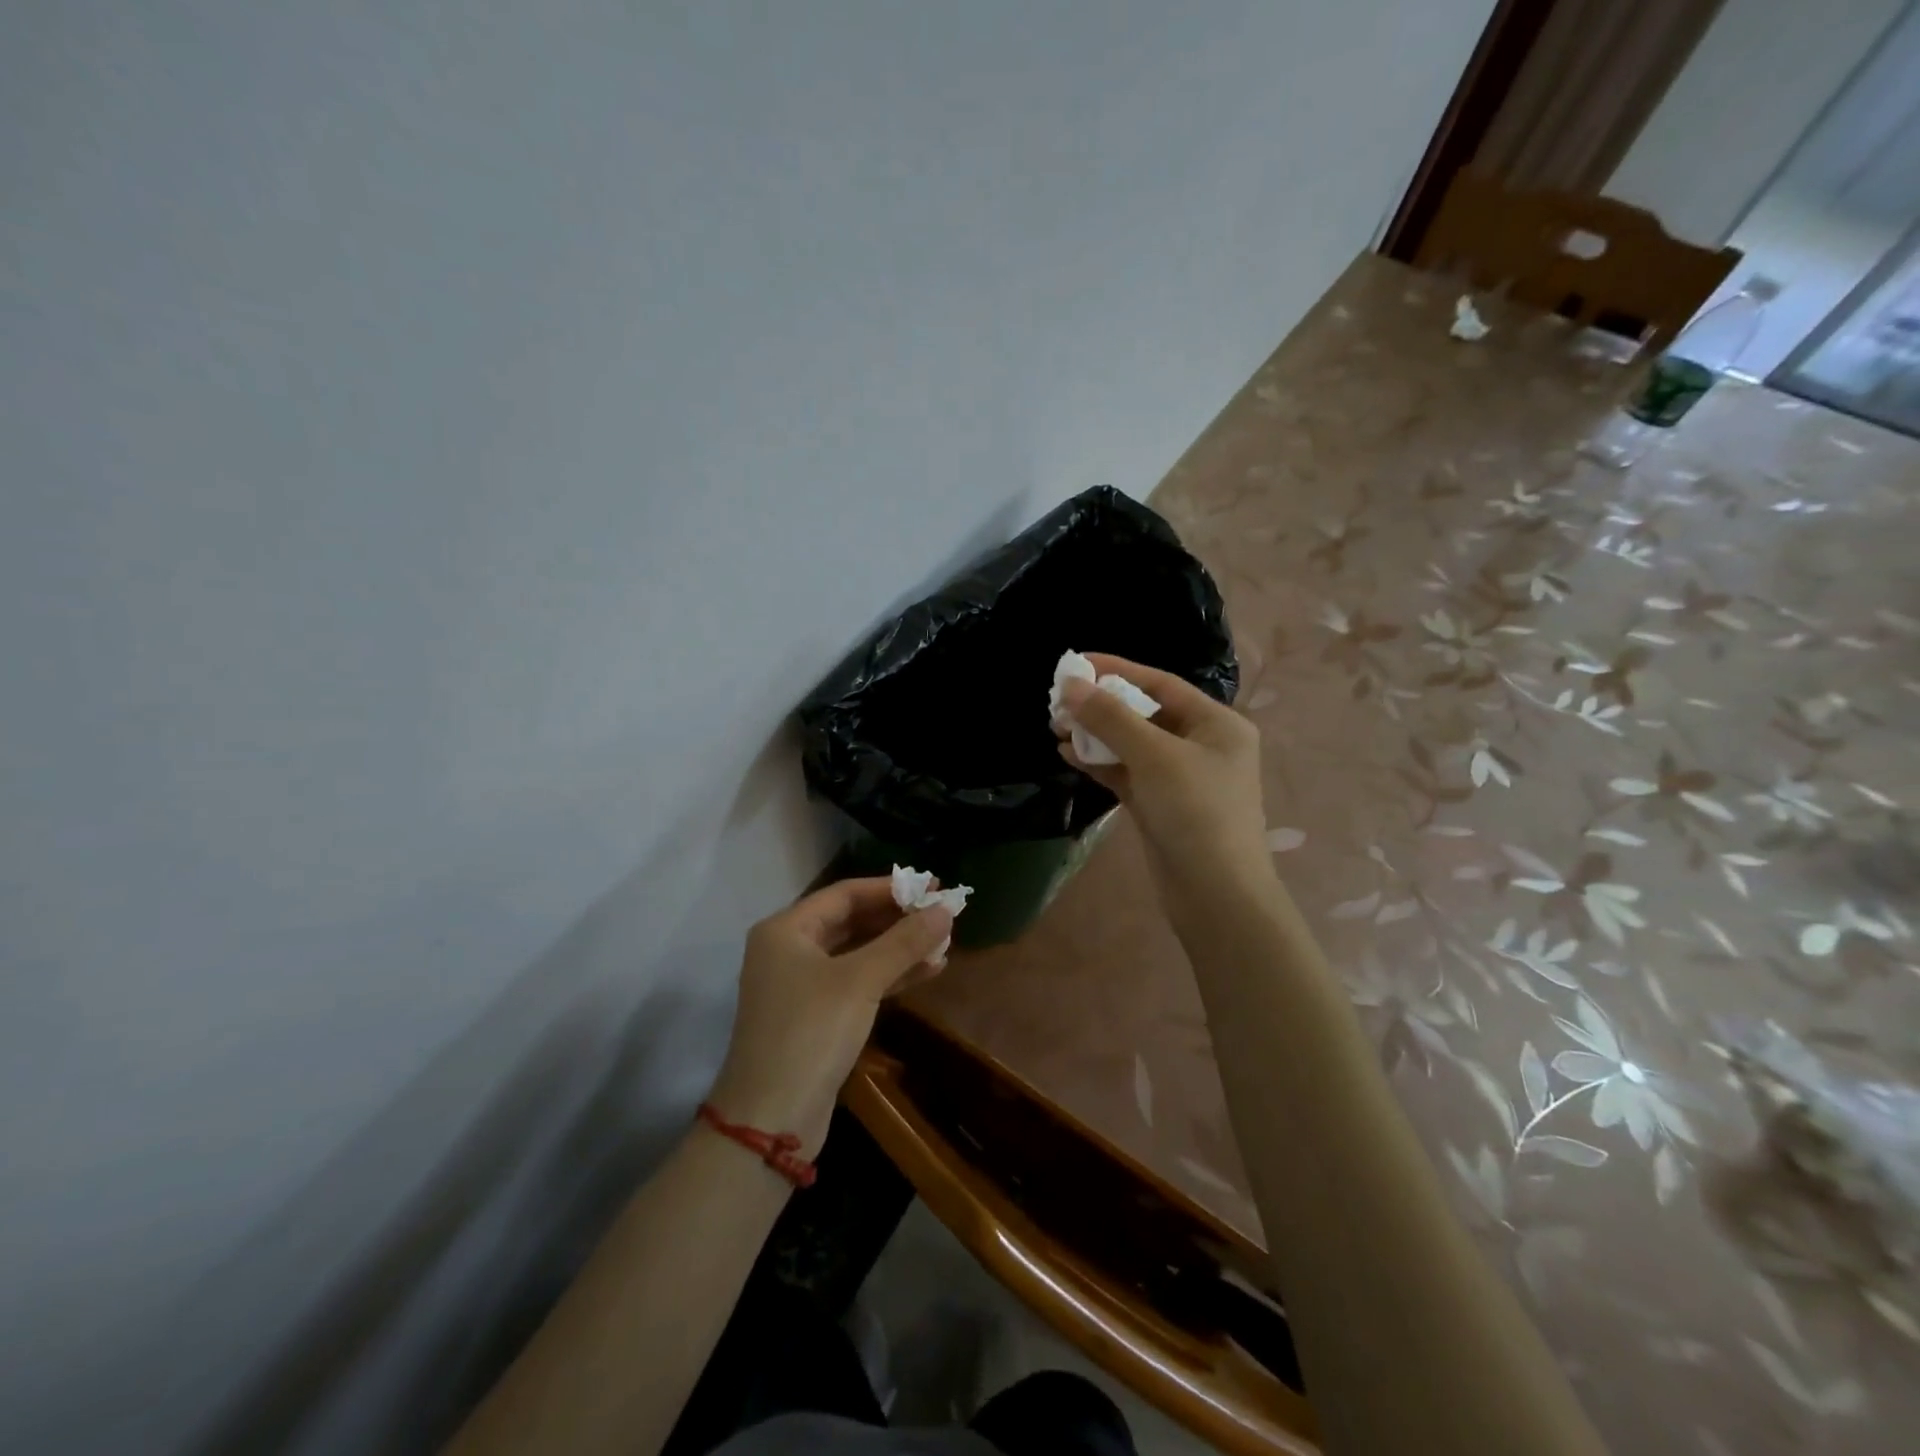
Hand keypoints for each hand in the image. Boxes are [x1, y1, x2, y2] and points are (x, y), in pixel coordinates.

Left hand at [706, 878, 952, 1159]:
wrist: (771, 1119)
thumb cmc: (811, 1033)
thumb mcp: (861, 981)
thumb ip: (904, 942)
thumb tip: (946, 909)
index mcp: (786, 929)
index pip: (845, 893)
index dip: (891, 888)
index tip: (934, 886)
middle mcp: (788, 950)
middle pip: (851, 921)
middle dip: (898, 919)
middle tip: (942, 914)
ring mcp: (799, 985)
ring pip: (857, 953)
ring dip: (899, 948)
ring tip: (943, 943)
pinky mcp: (814, 1016)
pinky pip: (856, 982)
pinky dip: (889, 976)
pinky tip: (927, 971)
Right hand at [1058, 653, 1275, 920]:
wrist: (1215, 894)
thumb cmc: (1195, 812)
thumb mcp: (1153, 756)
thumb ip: (1110, 718)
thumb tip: (1071, 684)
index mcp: (1216, 723)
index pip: (1160, 683)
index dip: (1117, 670)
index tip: (1076, 664)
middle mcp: (1202, 744)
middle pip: (1144, 712)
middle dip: (1101, 706)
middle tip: (1059, 702)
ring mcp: (1181, 777)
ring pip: (1132, 744)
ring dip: (1095, 735)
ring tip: (1056, 727)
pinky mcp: (1161, 805)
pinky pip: (1127, 772)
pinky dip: (1100, 763)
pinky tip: (1068, 755)